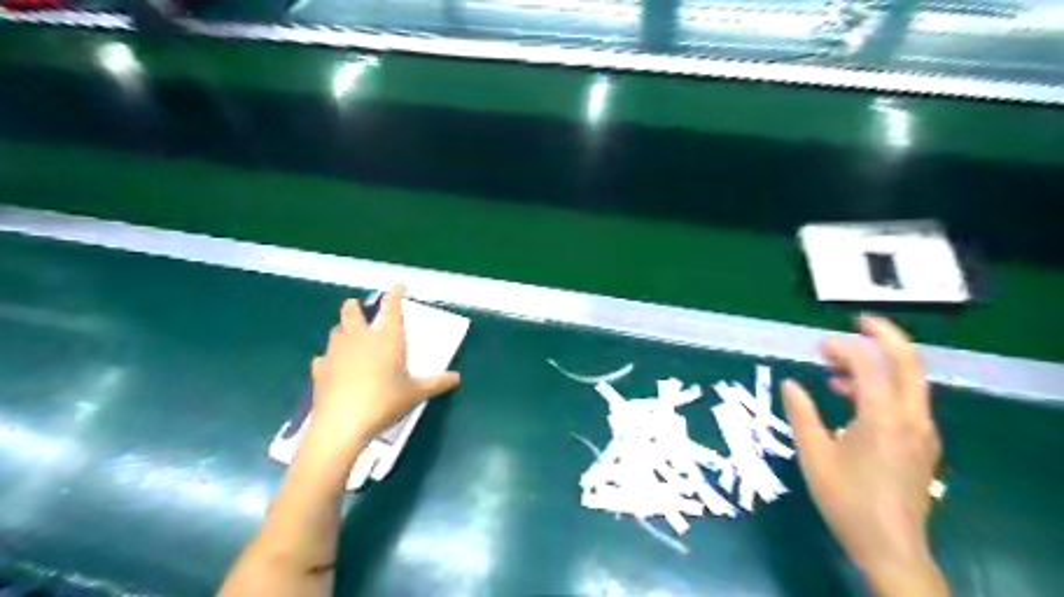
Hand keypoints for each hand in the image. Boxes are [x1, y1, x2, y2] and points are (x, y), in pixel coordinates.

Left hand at [305, 288, 459, 453]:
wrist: (342, 423)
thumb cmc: (385, 401)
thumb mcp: (415, 394)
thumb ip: (436, 383)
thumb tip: (456, 378)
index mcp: (387, 338)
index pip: (392, 308)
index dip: (395, 294)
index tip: (397, 286)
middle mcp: (360, 338)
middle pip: (352, 312)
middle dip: (355, 307)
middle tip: (357, 307)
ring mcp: (336, 352)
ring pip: (336, 331)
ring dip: (342, 330)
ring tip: (347, 336)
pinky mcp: (319, 369)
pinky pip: (323, 357)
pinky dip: (329, 358)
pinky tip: (331, 366)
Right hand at [779, 317, 946, 592]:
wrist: (889, 546)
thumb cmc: (845, 499)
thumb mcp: (813, 453)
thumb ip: (801, 412)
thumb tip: (789, 383)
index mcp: (883, 417)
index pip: (869, 364)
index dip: (844, 348)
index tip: (817, 346)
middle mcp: (911, 417)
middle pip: (909, 361)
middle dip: (884, 335)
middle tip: (858, 321)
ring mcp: (922, 430)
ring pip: (910, 379)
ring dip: (879, 363)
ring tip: (837, 366)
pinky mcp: (922, 442)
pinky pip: (907, 399)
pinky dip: (882, 386)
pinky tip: (851, 396)